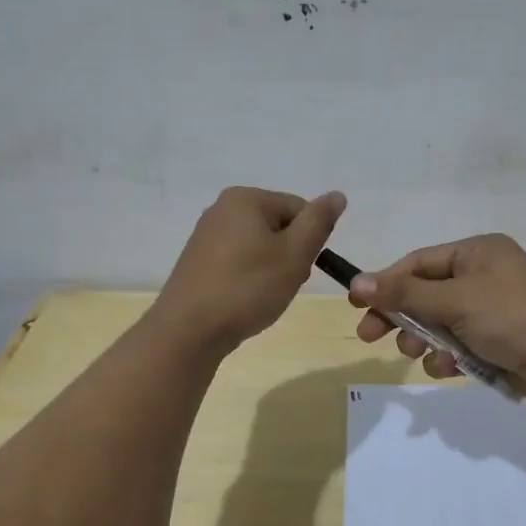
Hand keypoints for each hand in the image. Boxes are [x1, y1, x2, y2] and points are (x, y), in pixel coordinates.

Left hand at [153, 187, 345, 353]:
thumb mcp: (294, 254)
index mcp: (245, 198)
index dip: (309, 241)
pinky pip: (238, 261)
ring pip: (259, 246)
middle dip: (290, 254)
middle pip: (278, 225)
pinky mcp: (198, 261)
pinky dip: (249, 277)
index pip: (299, 209)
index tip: (301, 269)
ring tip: (264, 296)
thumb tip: (337, 195)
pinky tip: (245, 299)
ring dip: (272, 269)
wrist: (189, 330)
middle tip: (284, 284)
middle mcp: (222, 208)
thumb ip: (318, 222)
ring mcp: (206, 235)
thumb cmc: (247, 288)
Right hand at [347, 234, 525, 399]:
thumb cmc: (513, 317)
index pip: (418, 263)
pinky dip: (447, 357)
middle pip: (424, 294)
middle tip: (369, 337)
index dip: (386, 282)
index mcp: (477, 253)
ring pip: (438, 323)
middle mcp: (483, 276)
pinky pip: (457, 344)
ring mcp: (490, 310)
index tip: (356, 303)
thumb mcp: (456, 301)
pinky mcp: (495, 341)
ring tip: (418, 353)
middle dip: (400, 316)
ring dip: (423, 339)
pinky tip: (447, 368)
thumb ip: (405, 295)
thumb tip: (357, 282)